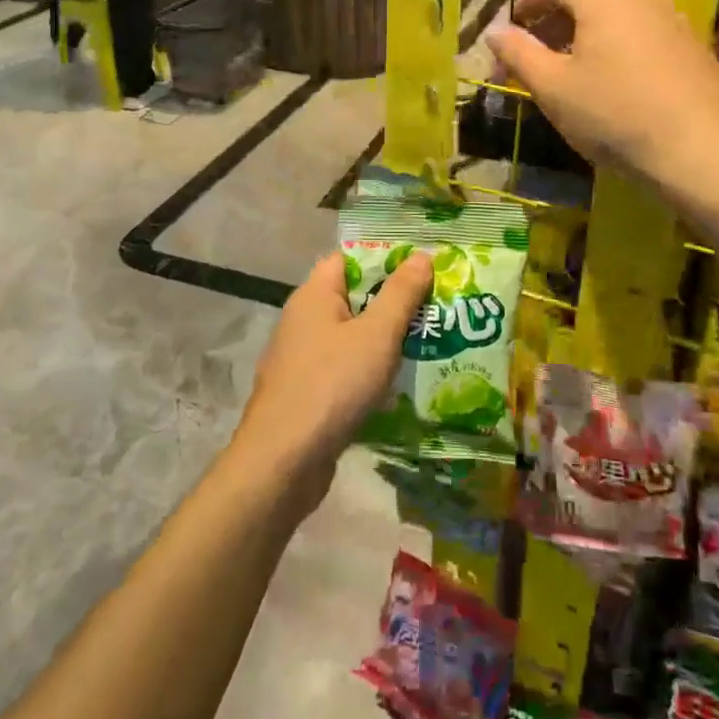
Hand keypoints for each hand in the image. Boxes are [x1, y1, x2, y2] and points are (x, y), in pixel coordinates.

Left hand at [231, 250, 434, 510]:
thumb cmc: (331, 385)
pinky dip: (370, 372)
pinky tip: (400, 385)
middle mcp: (303, 320)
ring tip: (429, 343)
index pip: (350, 258)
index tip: (423, 269)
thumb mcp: (377, 334)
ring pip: (352, 336)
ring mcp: (302, 358)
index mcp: (314, 294)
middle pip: (354, 297)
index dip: (386, 259)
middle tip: (437, 307)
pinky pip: (345, 369)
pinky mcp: (306, 393)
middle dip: (394, 302)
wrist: (281, 464)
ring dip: (385, 341)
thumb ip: (401, 293)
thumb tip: (421, 255)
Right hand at [490, 0, 718, 192]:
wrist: (704, 152)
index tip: (514, 25)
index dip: (531, 2)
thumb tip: (494, 31)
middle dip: (558, 19)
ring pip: (619, 17)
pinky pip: (644, 36)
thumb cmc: (615, 115)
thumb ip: (519, 54)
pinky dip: (619, 48)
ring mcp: (674, 22)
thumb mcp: (553, 88)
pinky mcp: (695, 49)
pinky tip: (616, 84)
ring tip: (573, 69)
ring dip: (589, 34)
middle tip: (537, 51)